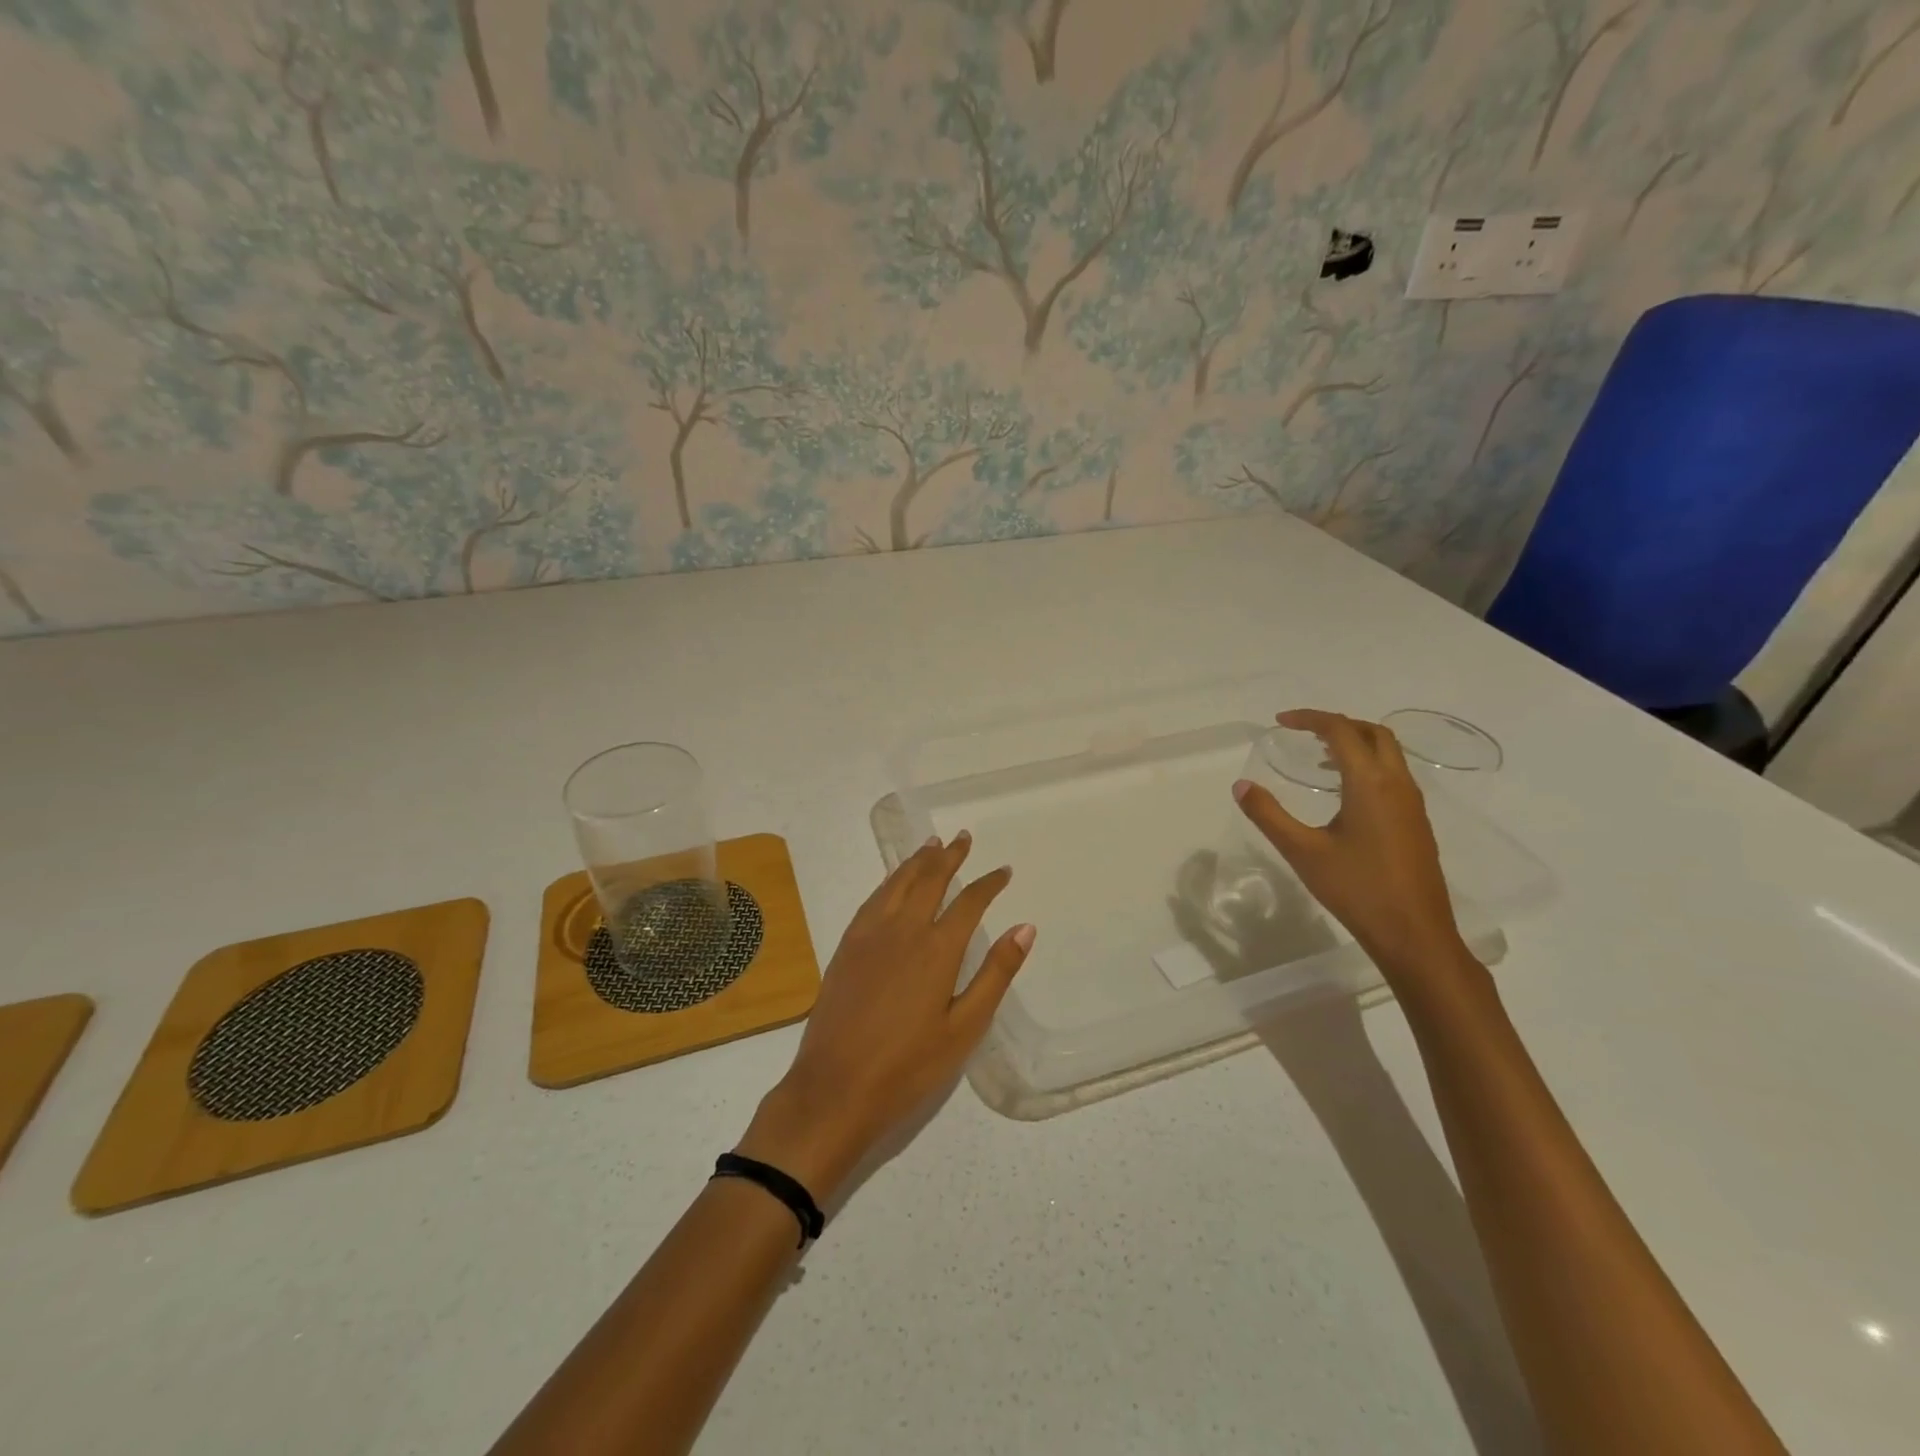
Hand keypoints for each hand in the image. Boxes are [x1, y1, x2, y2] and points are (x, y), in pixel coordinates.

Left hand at [736, 832, 1034, 1203]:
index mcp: (936, 949)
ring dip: (918, 861)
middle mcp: (902, 930)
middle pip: (929, 880)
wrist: (834, 1088)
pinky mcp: (846, 946)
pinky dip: (889, 880)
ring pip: (897, 883)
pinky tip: (893, 882)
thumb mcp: (964, 1028)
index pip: (969, 902)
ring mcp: (869, 935)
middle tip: (963, 838)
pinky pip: (873, 899)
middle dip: (949, 856)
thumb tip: (1025, 928)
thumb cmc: (908, 1067)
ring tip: (931, 845)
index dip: (988, 883)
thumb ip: (995, 975)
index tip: (1003, 871)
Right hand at [1233, 709, 1471, 986]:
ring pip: (1388, 754)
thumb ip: (1269, 815)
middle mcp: (1397, 784)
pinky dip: (1367, 766)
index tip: (1280, 722)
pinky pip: (1393, 775)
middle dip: (1338, 724)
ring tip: (1319, 759)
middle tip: (1304, 733)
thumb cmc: (1357, 889)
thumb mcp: (1302, 851)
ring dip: (1355, 744)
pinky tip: (1344, 794)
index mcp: (1370, 784)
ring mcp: (1412, 804)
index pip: (1341, 731)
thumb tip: (1241, 786)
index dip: (1310, 719)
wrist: (1414, 934)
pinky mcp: (1417, 823)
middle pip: (1373, 733)